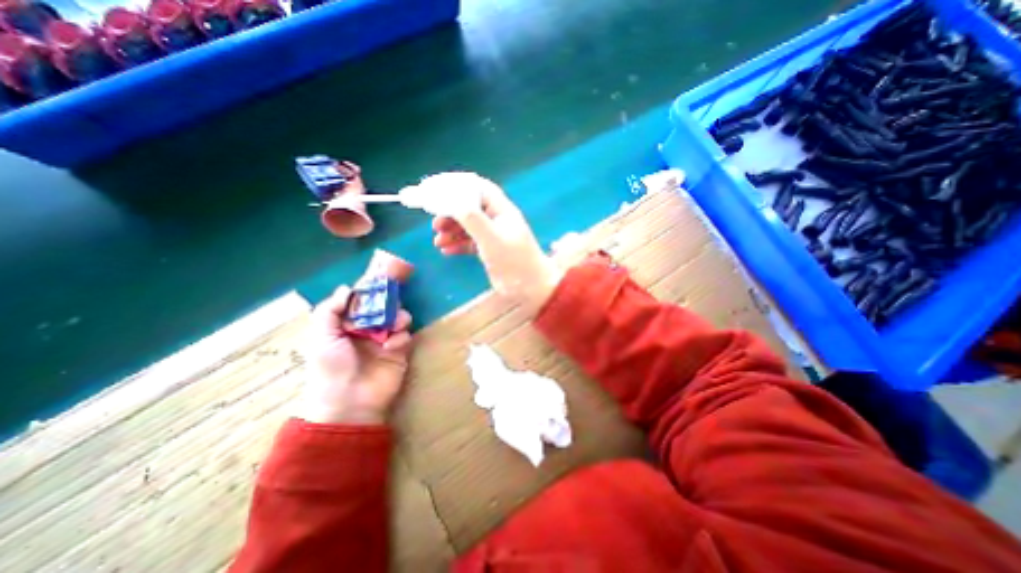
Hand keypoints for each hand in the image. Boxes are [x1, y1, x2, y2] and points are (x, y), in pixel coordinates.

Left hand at [300, 286, 414, 425]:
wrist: (349, 401)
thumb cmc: (331, 367)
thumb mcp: (322, 336)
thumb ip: (330, 309)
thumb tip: (347, 288)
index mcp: (347, 325)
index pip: (361, 302)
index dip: (370, 290)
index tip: (380, 278)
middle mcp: (367, 330)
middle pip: (383, 307)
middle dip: (389, 303)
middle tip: (391, 302)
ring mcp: (384, 340)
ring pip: (398, 318)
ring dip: (399, 317)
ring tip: (396, 324)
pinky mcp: (399, 351)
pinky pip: (405, 336)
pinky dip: (401, 337)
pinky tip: (392, 346)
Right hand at [424, 172, 565, 314]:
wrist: (530, 288)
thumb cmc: (514, 261)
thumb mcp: (492, 238)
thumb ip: (472, 218)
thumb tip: (450, 200)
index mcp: (501, 210)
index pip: (478, 188)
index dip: (457, 185)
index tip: (436, 189)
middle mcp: (497, 220)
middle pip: (470, 208)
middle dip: (451, 213)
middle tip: (435, 223)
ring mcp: (494, 236)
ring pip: (468, 227)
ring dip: (451, 231)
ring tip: (438, 239)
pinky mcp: (490, 251)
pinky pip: (470, 243)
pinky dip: (457, 245)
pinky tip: (446, 251)